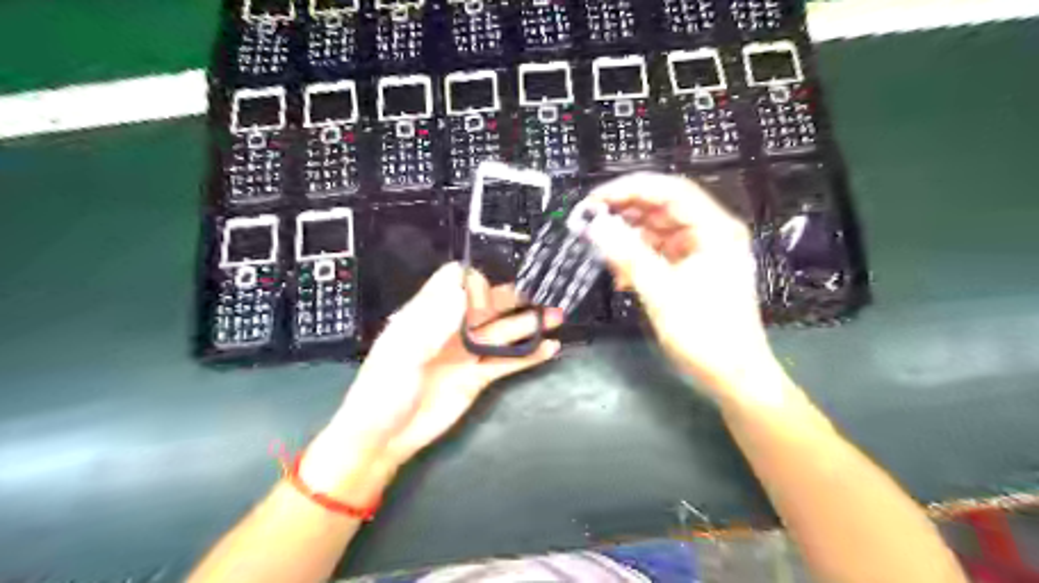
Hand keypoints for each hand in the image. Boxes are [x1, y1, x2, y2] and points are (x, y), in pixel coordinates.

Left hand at [301, 262, 560, 499]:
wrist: (385, 437)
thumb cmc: (383, 390)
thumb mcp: (401, 351)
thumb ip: (432, 320)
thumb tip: (462, 289)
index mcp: (428, 315)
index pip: (456, 283)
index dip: (474, 285)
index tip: (485, 300)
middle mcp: (452, 329)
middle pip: (487, 304)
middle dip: (512, 297)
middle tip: (540, 295)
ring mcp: (467, 353)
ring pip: (503, 331)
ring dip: (529, 323)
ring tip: (556, 315)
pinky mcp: (478, 377)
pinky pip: (507, 361)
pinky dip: (529, 354)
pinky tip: (549, 347)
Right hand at [583, 171, 779, 402]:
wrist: (732, 375)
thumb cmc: (705, 333)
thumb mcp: (662, 292)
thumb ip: (627, 255)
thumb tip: (595, 225)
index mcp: (714, 229)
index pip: (669, 190)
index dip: (630, 189)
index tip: (595, 200)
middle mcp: (709, 233)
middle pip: (662, 207)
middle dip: (625, 213)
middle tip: (590, 222)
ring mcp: (700, 251)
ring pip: (656, 230)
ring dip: (628, 238)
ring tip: (602, 251)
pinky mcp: (690, 269)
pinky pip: (658, 252)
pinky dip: (637, 258)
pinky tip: (621, 274)